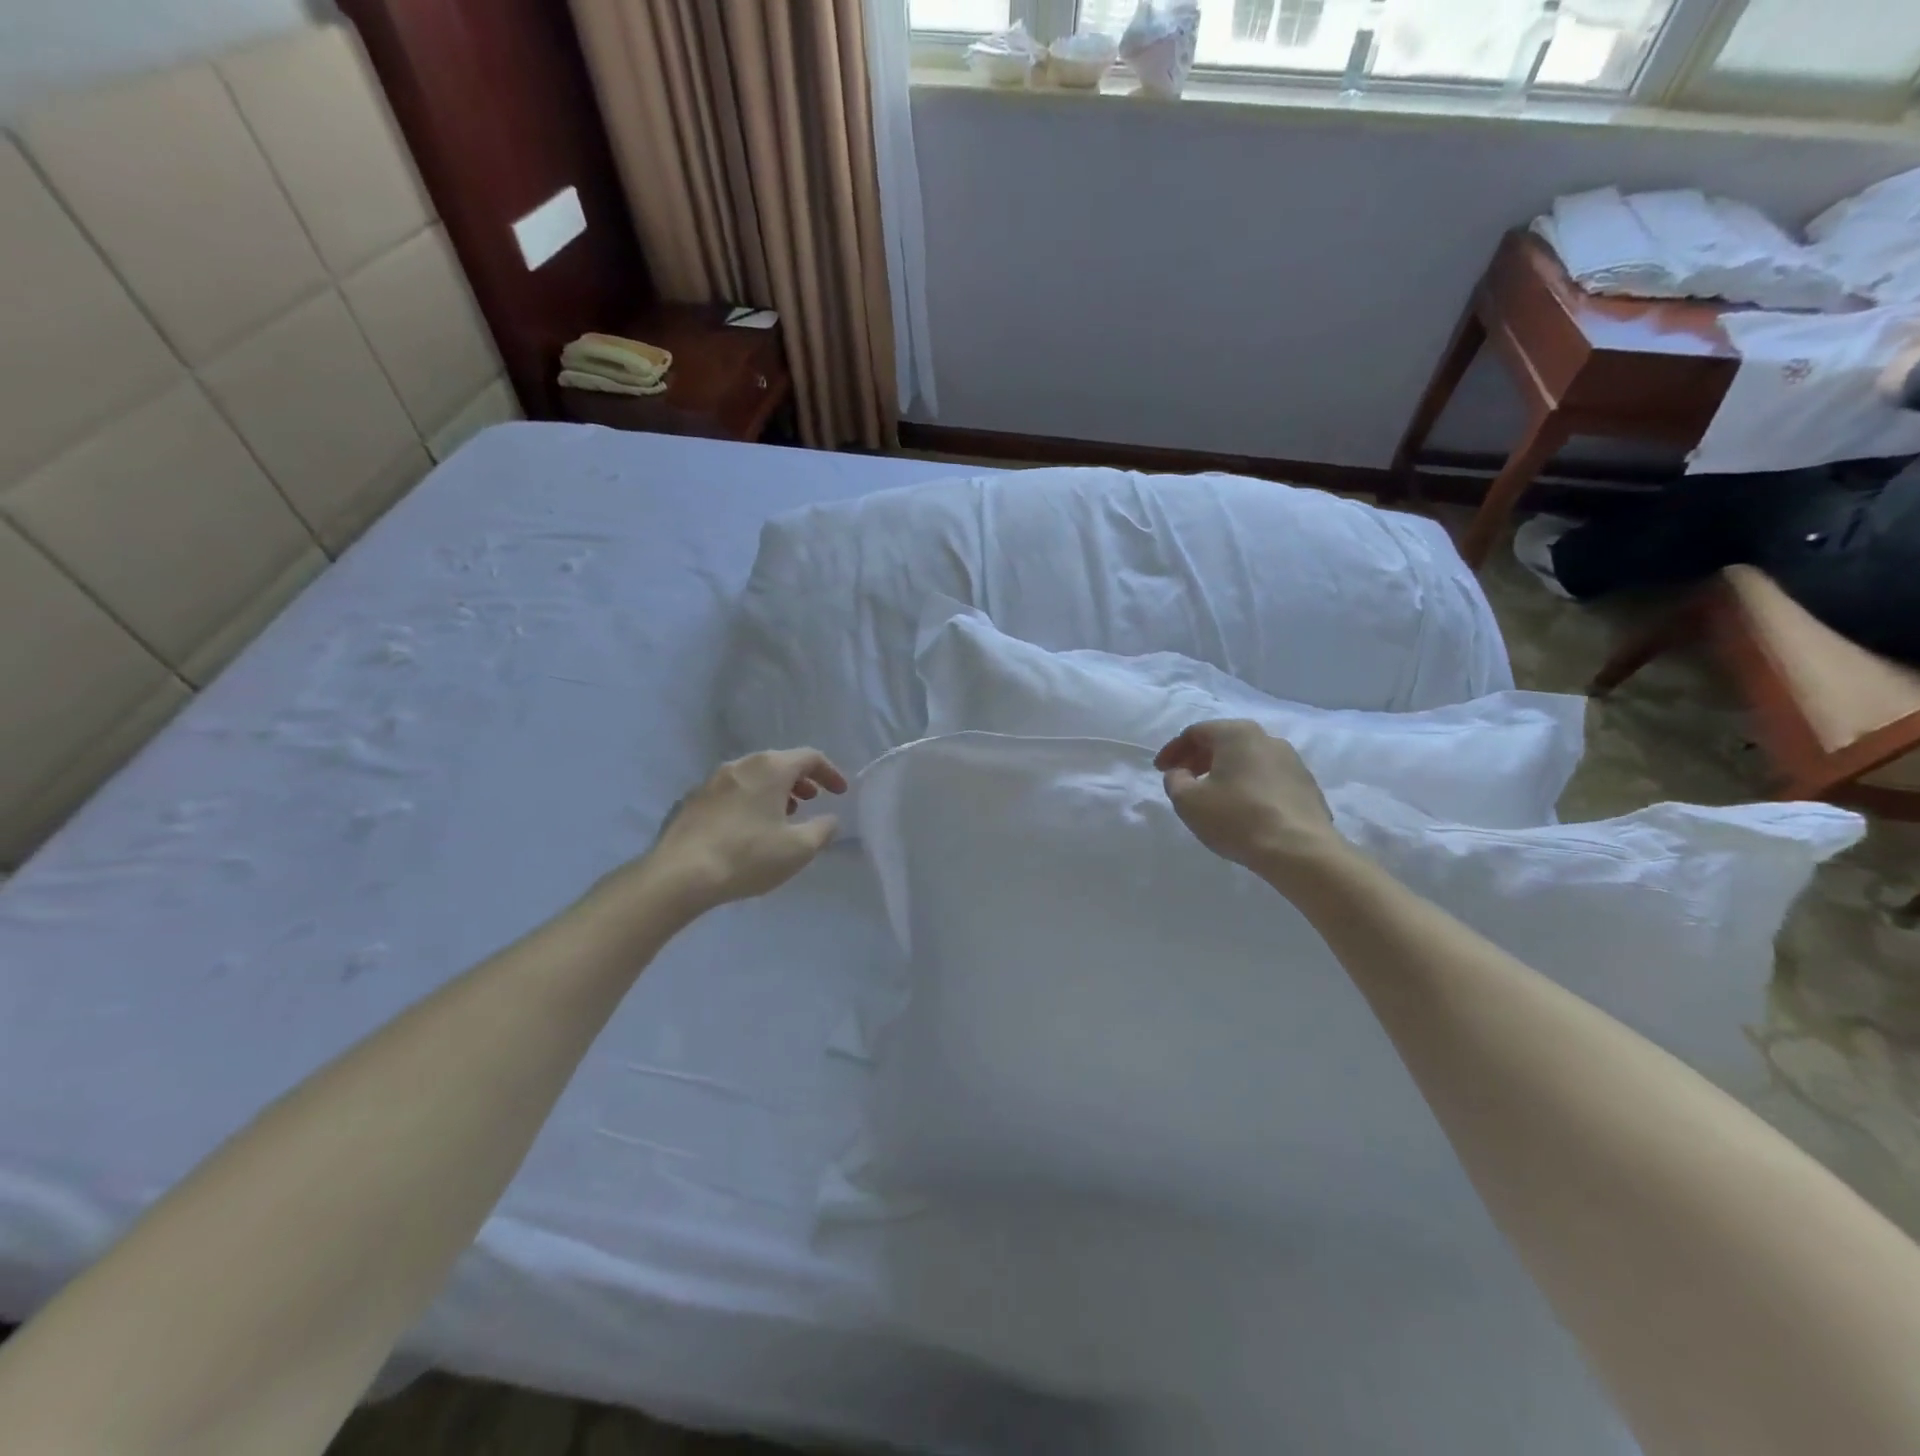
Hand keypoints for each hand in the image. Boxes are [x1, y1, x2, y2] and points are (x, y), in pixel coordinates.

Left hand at [641, 748, 847, 915]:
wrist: (679, 875)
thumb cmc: (748, 856)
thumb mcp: (799, 849)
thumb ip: (823, 829)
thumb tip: (830, 819)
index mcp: (770, 768)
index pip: (810, 757)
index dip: (830, 772)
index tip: (840, 793)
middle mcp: (741, 764)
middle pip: (779, 762)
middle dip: (800, 780)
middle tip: (812, 800)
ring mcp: (711, 780)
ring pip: (752, 776)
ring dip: (773, 790)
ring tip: (781, 815)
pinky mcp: (691, 800)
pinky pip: (730, 792)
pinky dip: (748, 800)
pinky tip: (747, 828)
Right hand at [1155, 720, 1350, 886]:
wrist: (1299, 850)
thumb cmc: (1236, 818)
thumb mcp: (1188, 801)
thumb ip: (1174, 781)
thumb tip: (1180, 774)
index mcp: (1237, 734)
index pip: (1196, 732)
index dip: (1173, 750)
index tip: (1160, 770)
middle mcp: (1267, 738)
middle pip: (1224, 741)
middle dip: (1198, 759)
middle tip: (1183, 780)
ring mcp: (1292, 761)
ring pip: (1247, 759)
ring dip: (1224, 772)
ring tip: (1212, 796)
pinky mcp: (1307, 785)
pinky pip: (1267, 777)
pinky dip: (1248, 785)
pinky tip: (1242, 809)